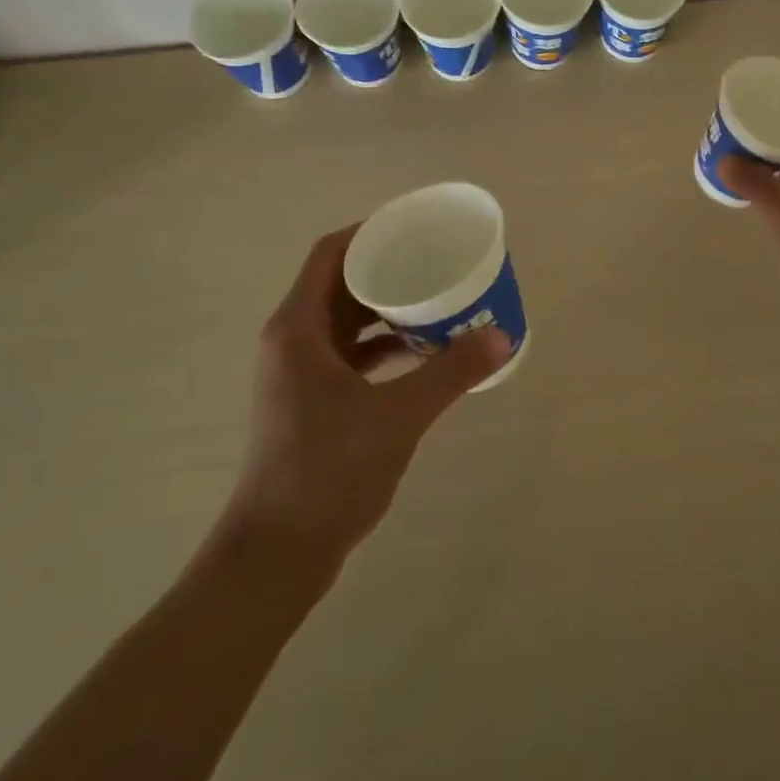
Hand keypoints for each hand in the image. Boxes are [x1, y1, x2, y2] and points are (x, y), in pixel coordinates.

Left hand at [217, 226, 510, 574]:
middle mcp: (293, 341)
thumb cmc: (327, 471)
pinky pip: (352, 353)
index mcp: (298, 328)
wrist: (277, 554)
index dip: (372, 232)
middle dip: (389, 267)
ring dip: (388, 307)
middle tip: (437, 260)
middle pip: (341, 283)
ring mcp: (299, 373)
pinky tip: (423, 351)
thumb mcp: (398, 415)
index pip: (332, 254)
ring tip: (438, 299)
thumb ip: (451, 372)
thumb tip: (501, 335)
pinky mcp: (311, 401)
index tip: (417, 226)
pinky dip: (384, 344)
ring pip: (348, 320)